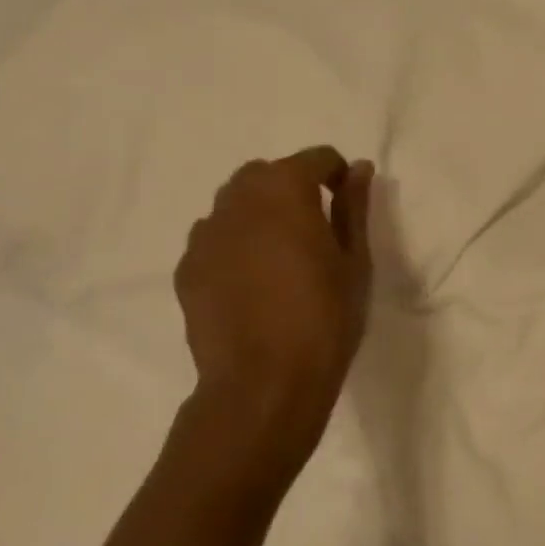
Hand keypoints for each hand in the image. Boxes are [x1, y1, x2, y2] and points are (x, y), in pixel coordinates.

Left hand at [174, 147, 374, 447]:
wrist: (262, 388)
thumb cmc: (323, 319)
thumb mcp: (354, 261)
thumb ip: (354, 206)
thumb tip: (358, 168)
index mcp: (285, 188)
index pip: (316, 158)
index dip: (336, 175)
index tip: (345, 204)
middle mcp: (239, 198)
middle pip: (267, 174)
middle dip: (291, 187)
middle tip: (313, 228)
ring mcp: (206, 233)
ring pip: (235, 203)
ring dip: (258, 212)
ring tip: (277, 254)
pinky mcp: (187, 268)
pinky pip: (214, 237)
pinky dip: (233, 243)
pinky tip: (248, 281)